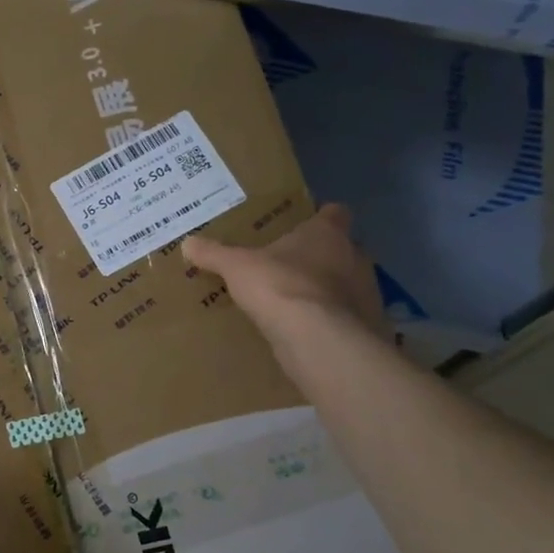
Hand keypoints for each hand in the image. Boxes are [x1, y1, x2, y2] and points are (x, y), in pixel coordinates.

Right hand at [183, 205, 387, 346]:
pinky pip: (345, 317)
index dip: (320, 217)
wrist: (318, 339)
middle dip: (319, 256)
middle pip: (340, 249)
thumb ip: (214, 254)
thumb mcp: (236, 267)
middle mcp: (354, 257)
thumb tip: (187, 243)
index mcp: (327, 233)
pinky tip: (305, 329)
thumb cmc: (280, 286)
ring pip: (345, 284)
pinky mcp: (364, 325)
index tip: (302, 225)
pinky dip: (328, 320)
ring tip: (294, 301)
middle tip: (288, 265)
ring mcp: (365, 293)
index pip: (335, 213)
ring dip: (326, 290)